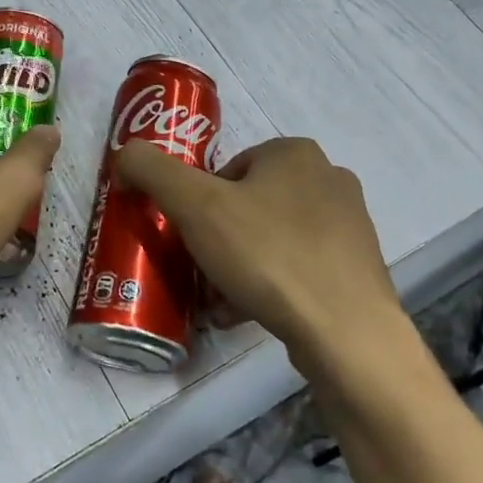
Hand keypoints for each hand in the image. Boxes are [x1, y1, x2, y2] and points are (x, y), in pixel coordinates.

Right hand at [115, 137, 407, 376]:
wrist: (345, 330)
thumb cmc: (268, 254)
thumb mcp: (195, 205)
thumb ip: (152, 170)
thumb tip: (125, 155)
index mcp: (295, 152)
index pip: (227, 169)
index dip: (199, 203)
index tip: (190, 237)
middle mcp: (328, 178)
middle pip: (248, 205)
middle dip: (218, 239)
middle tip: (201, 270)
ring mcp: (349, 225)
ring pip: (271, 238)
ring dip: (239, 266)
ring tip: (220, 300)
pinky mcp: (357, 267)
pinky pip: (297, 267)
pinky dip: (269, 285)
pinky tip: (248, 313)